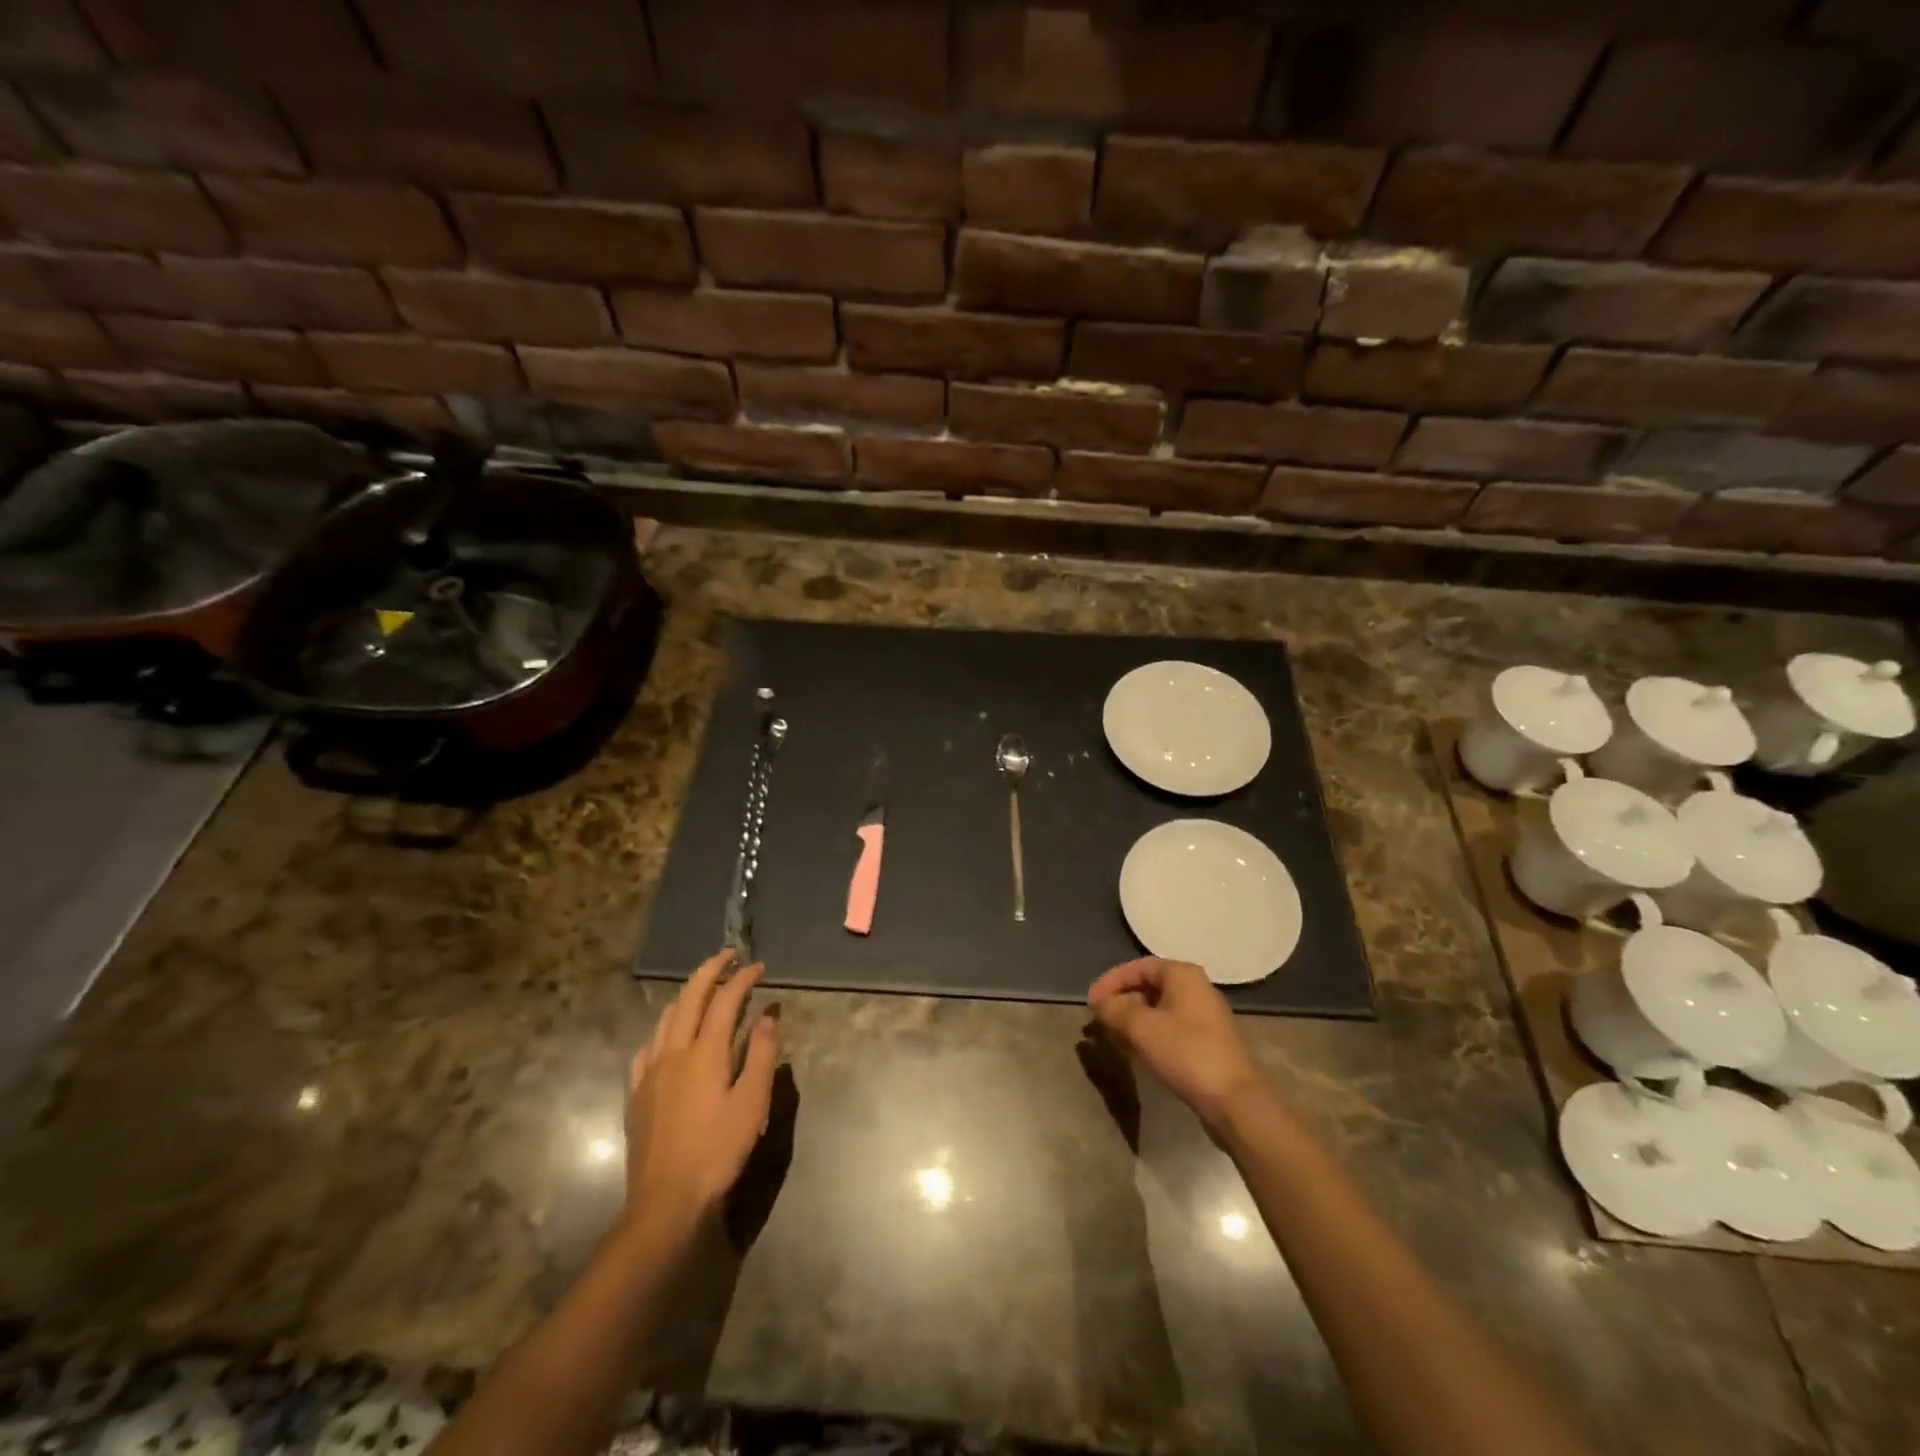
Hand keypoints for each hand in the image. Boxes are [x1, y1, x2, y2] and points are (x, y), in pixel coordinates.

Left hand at [625, 949, 777, 1223]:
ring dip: (687, 995)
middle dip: (710, 971)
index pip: (725, 1000)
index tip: (758, 966)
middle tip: (728, 956)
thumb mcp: (752, 1104)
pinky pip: (647, 1048)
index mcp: (705, 1052)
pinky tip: (668, 1039)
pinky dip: (663, 1030)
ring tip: (703, 988)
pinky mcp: (637, 1094)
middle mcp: (674, 1052)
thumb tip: (766, 1017)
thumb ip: (761, 1056)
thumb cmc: (717, 1151)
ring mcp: (650, 1072)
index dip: (742, 978)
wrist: (665, 1200)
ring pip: (666, 1019)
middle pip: (690, 998)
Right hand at [1088, 958, 1264, 1133]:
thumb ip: (1114, 1009)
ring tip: (1113, 1037)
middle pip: (1149, 987)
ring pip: (1159, 1010)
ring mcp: (1205, 1017)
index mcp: (1183, 975)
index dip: (1111, 981)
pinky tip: (1136, 1053)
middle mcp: (1196, 989)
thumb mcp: (1141, 1027)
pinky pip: (1171, 1029)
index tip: (1091, 1001)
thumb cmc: (1186, 1053)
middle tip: (1100, 1019)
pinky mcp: (1208, 1043)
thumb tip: (1100, 1002)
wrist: (1234, 1101)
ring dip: (1133, 1020)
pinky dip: (1150, 1035)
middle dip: (1121, 1001)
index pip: (1138, 967)